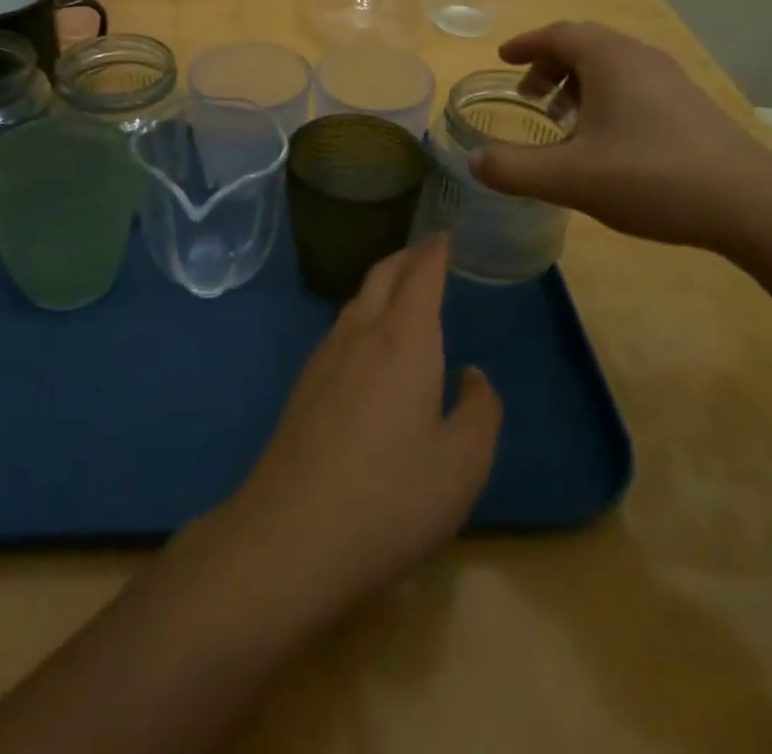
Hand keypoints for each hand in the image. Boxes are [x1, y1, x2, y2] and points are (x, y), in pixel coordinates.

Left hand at [206, 237, 502, 628]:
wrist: (291, 535)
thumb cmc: (391, 497)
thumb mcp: (462, 464)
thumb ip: (480, 411)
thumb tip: (472, 375)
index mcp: (405, 339)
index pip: (422, 275)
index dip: (435, 252)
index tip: (445, 236)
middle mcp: (363, 332)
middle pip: (384, 275)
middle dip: (407, 257)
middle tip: (427, 252)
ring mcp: (326, 355)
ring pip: (358, 299)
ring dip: (382, 283)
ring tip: (401, 289)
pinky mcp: (305, 383)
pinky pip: (341, 327)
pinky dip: (364, 312)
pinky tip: (368, 342)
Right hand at [469, 20, 771, 252]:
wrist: (750, 204)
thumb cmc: (652, 178)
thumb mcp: (571, 178)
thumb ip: (515, 170)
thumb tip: (474, 161)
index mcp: (610, 59)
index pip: (558, 34)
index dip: (526, 45)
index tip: (502, 59)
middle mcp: (640, 57)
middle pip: (585, 45)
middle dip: (549, 65)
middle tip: (528, 96)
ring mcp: (670, 80)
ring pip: (612, 65)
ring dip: (577, 83)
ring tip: (561, 120)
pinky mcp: (689, 105)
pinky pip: (633, 84)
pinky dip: (605, 97)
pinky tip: (604, 140)